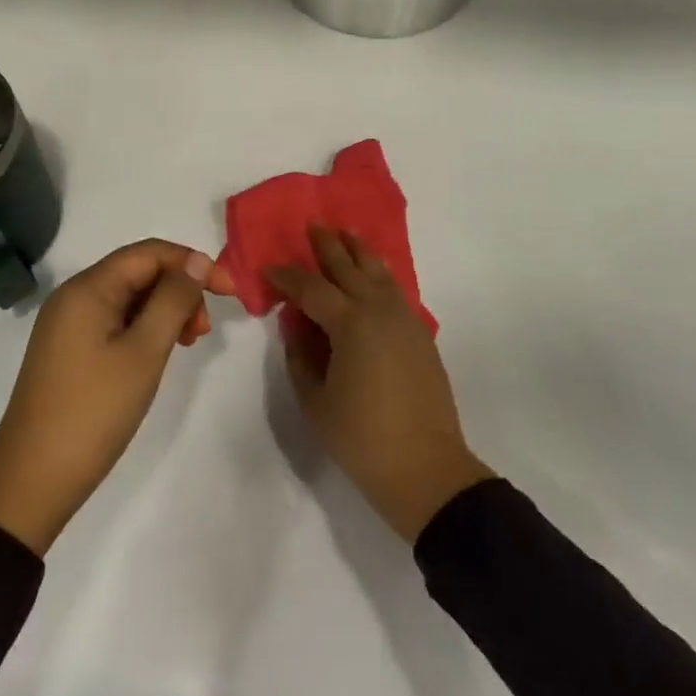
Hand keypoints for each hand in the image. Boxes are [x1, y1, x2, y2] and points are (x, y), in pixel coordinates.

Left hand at [0, 239, 235, 555]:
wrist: (32, 480)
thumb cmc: (94, 411)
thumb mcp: (144, 352)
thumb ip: (173, 300)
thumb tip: (196, 260)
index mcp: (88, 288)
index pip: (150, 253)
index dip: (193, 263)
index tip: (230, 292)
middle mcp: (74, 296)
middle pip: (138, 272)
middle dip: (179, 290)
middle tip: (203, 332)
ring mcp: (67, 324)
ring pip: (128, 298)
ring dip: (164, 311)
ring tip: (187, 344)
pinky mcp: (68, 350)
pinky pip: (114, 321)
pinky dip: (143, 329)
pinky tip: (158, 354)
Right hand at [271, 226, 492, 542]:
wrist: (426, 469)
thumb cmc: (362, 438)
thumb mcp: (316, 400)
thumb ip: (301, 354)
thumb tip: (295, 323)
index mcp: (351, 324)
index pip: (312, 288)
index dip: (288, 276)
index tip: (270, 268)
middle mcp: (380, 310)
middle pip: (350, 267)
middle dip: (329, 246)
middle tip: (313, 226)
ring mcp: (405, 319)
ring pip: (380, 272)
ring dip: (360, 251)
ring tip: (346, 234)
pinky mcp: (420, 334)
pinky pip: (396, 290)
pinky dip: (381, 274)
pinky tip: (374, 274)